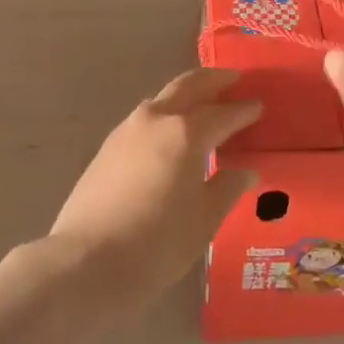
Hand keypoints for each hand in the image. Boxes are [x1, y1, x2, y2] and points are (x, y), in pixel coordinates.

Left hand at [47, 68, 261, 314]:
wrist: (83, 263)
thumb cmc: (154, 245)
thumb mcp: (202, 222)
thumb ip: (227, 189)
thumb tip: (245, 171)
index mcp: (186, 133)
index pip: (224, 114)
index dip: (244, 110)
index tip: (259, 104)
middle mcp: (157, 119)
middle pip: (189, 86)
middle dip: (214, 81)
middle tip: (234, 79)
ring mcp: (128, 130)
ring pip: (164, 98)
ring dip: (187, 94)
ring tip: (203, 103)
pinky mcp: (108, 146)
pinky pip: (146, 117)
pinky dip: (166, 114)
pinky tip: (170, 133)